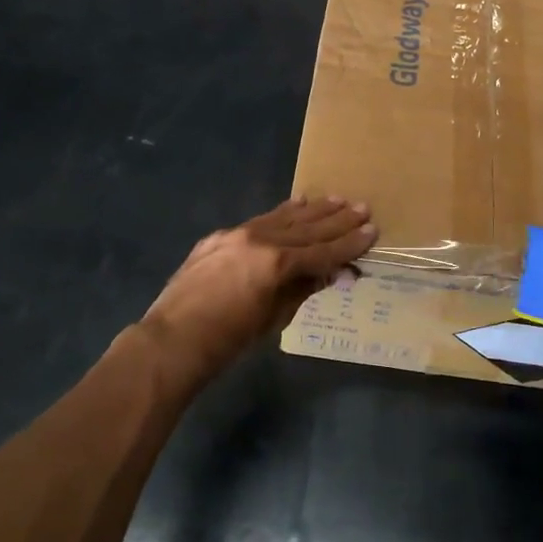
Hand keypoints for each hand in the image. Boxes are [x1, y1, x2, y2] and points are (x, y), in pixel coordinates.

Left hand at [139, 197, 377, 380]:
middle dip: (336, 220)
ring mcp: (236, 235)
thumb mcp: (273, 318)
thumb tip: (331, 273)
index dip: (349, 243)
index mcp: (276, 263)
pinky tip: (296, 204)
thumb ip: (302, 289)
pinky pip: (259, 221)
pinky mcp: (219, 237)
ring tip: (336, 199)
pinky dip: (281, 213)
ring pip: (282, 218)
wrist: (171, 341)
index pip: (322, 251)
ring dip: (312, 210)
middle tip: (362, 207)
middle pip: (306, 228)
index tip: (371, 231)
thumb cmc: (227, 342)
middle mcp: (259, 240)